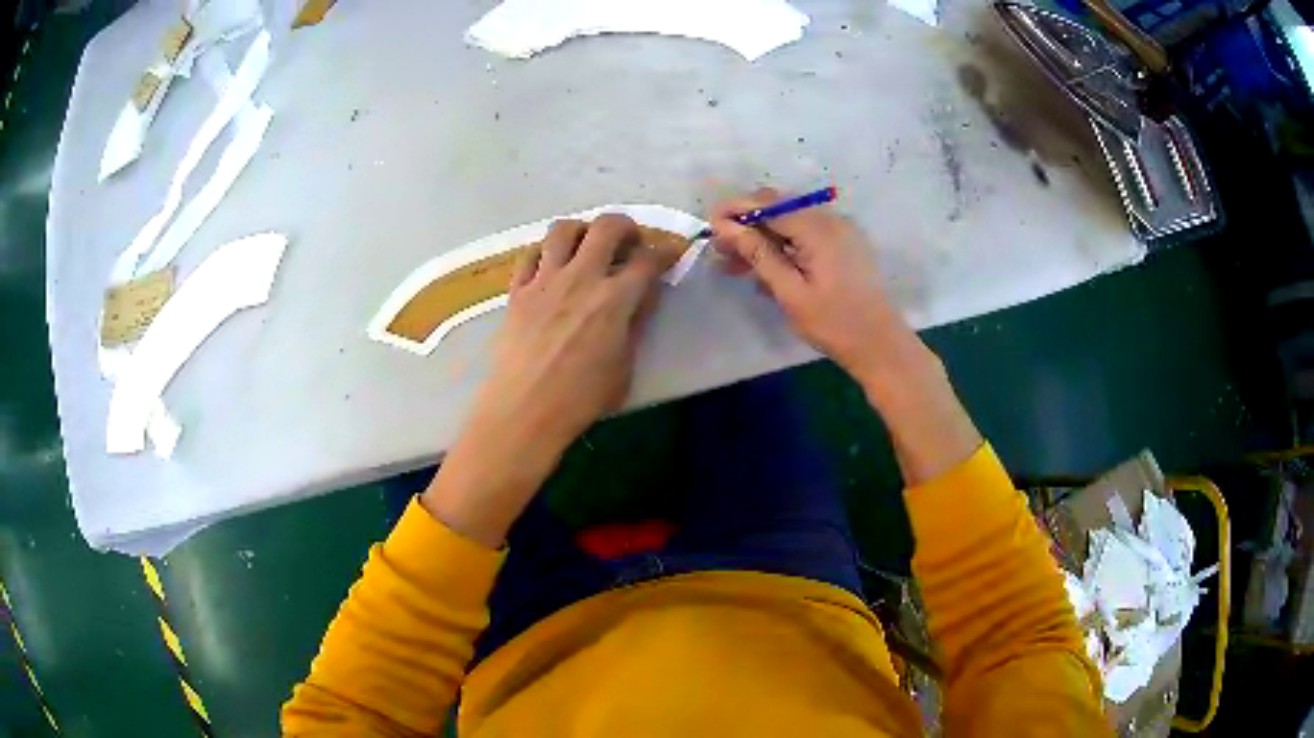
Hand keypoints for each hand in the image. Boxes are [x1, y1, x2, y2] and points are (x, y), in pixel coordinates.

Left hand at [421, 215, 663, 545]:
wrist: (524, 410)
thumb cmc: (580, 399)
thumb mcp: (624, 368)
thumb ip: (635, 325)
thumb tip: (642, 296)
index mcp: (615, 299)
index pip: (648, 259)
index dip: (664, 253)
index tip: (669, 255)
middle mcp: (581, 277)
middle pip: (607, 226)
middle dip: (626, 226)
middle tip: (628, 242)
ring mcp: (545, 280)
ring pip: (563, 229)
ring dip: (581, 230)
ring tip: (586, 246)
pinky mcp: (517, 290)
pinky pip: (529, 254)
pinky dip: (544, 253)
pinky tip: (550, 266)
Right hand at [709, 188, 914, 386]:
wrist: (880, 344)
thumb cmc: (834, 323)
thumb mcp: (790, 292)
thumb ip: (758, 254)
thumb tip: (725, 226)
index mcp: (819, 228)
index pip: (768, 204)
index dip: (736, 209)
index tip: (709, 223)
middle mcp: (831, 220)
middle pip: (779, 209)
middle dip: (747, 225)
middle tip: (720, 250)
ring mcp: (840, 231)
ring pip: (791, 223)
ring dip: (763, 239)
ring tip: (734, 265)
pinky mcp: (844, 245)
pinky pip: (806, 236)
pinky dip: (784, 247)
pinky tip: (765, 271)